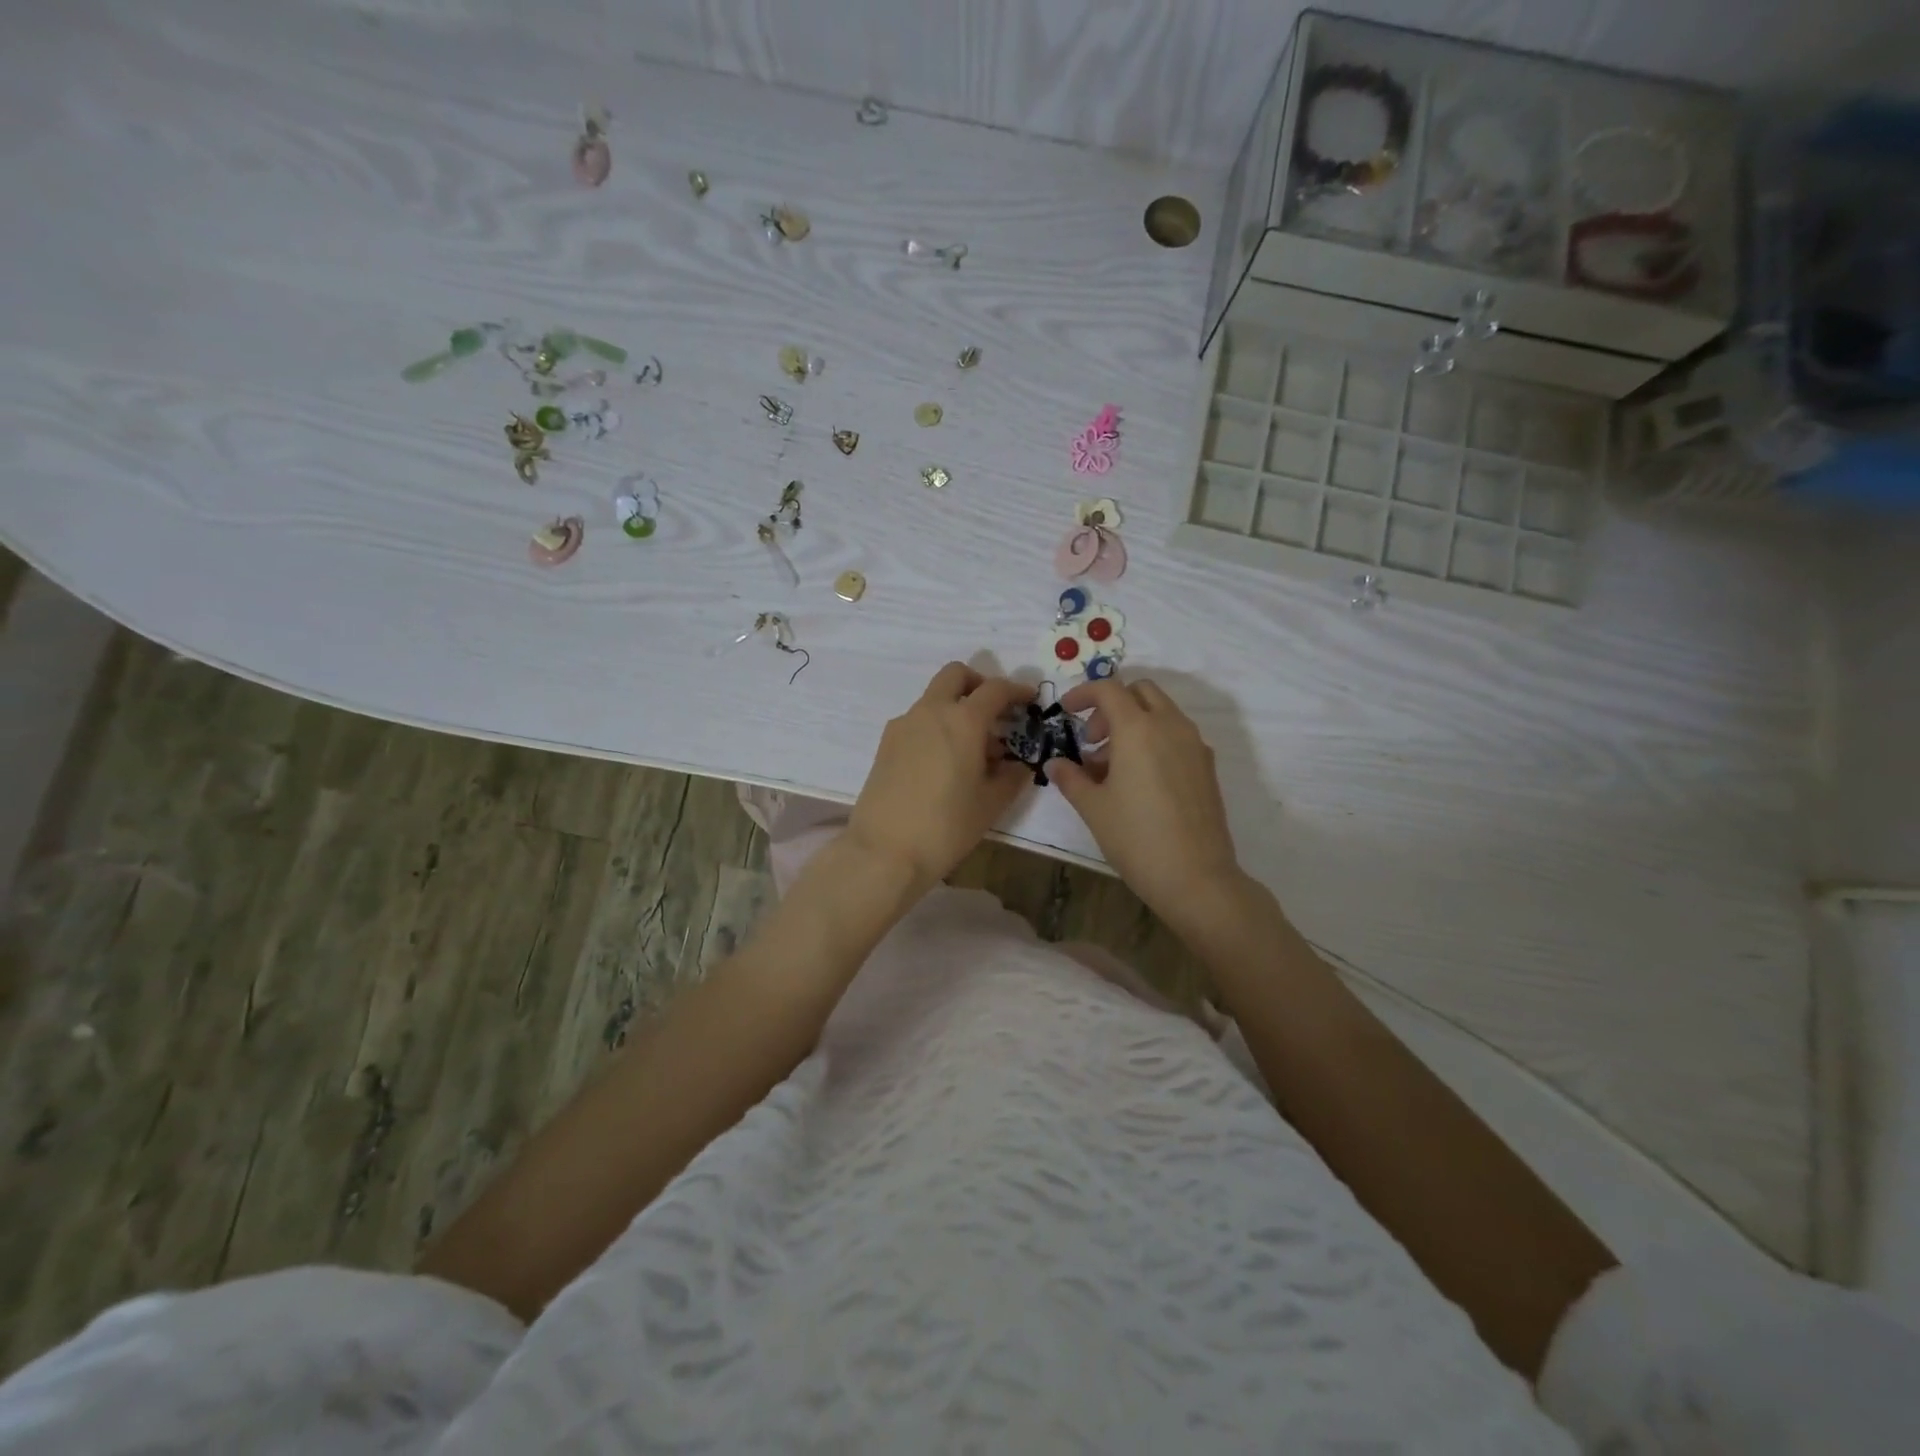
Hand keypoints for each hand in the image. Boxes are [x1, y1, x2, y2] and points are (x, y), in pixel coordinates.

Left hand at [846, 663, 1032, 889]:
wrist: (885, 852)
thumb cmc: (946, 826)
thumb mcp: (991, 803)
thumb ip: (1012, 776)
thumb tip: (1018, 764)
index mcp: (962, 720)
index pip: (995, 689)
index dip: (1017, 690)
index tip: (1029, 700)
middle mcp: (930, 711)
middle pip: (955, 676)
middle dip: (979, 684)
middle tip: (995, 712)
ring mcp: (903, 725)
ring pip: (934, 699)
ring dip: (956, 709)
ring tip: (973, 749)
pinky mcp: (886, 744)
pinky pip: (918, 721)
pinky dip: (936, 727)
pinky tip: (945, 763)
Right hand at [1050, 677, 1245, 928]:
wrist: (1196, 877)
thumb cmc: (1136, 838)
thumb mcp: (1093, 808)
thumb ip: (1071, 778)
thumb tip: (1055, 764)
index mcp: (1138, 729)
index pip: (1108, 689)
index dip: (1083, 693)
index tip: (1065, 711)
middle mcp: (1171, 726)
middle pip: (1140, 691)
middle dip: (1112, 705)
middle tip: (1092, 739)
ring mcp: (1194, 745)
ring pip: (1161, 712)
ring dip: (1133, 723)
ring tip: (1111, 766)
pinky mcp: (1207, 766)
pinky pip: (1176, 735)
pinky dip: (1154, 740)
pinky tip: (1139, 780)